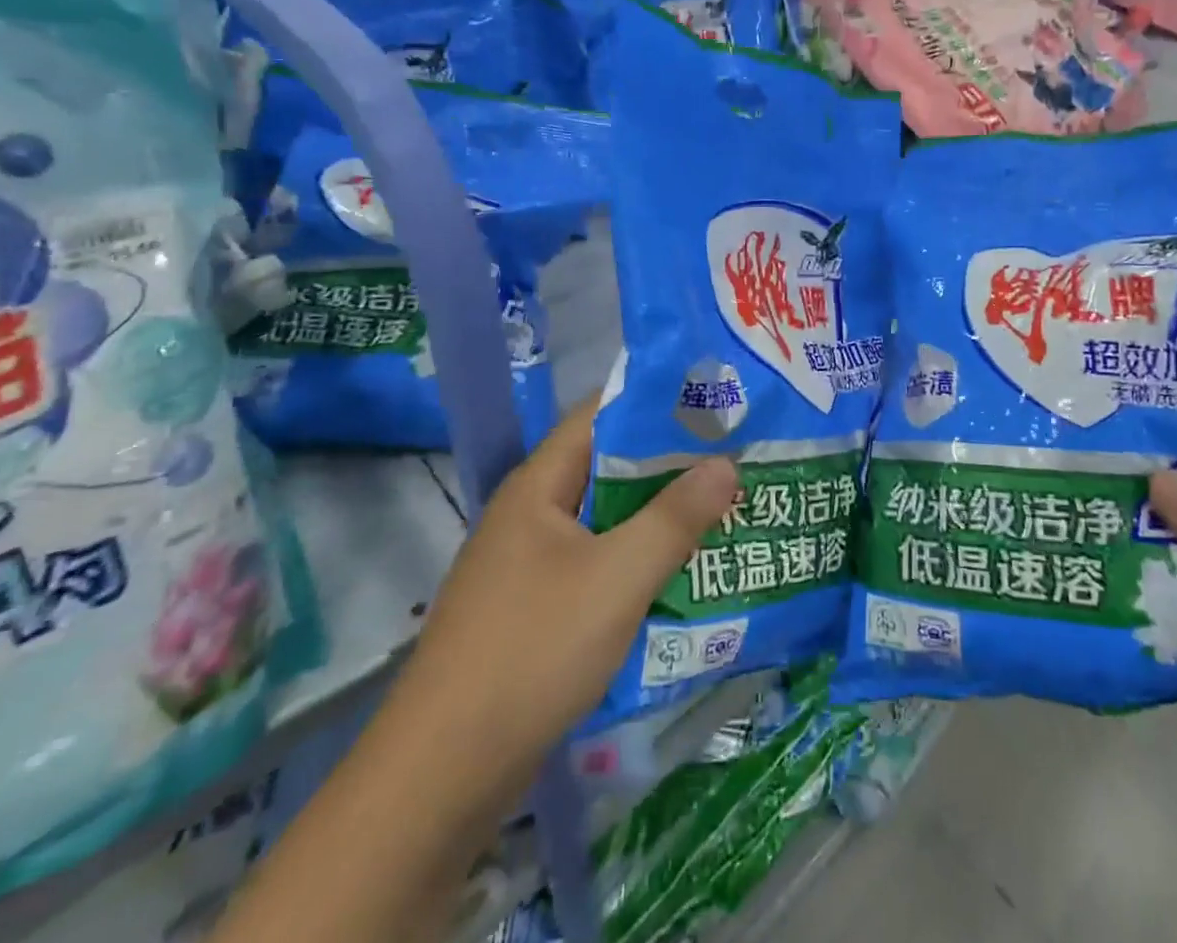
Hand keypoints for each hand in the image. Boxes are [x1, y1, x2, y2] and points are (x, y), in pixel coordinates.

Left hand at [405, 396, 739, 768]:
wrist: (442, 775)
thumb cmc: (532, 651)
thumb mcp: (616, 578)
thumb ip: (674, 518)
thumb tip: (726, 464)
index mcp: (539, 485)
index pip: (600, 414)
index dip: (656, 401)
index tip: (713, 400)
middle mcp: (531, 513)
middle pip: (607, 467)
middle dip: (669, 462)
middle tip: (733, 456)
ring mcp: (529, 564)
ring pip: (605, 520)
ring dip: (657, 514)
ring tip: (721, 507)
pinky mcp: (535, 610)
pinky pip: (597, 564)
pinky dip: (638, 559)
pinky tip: (682, 571)